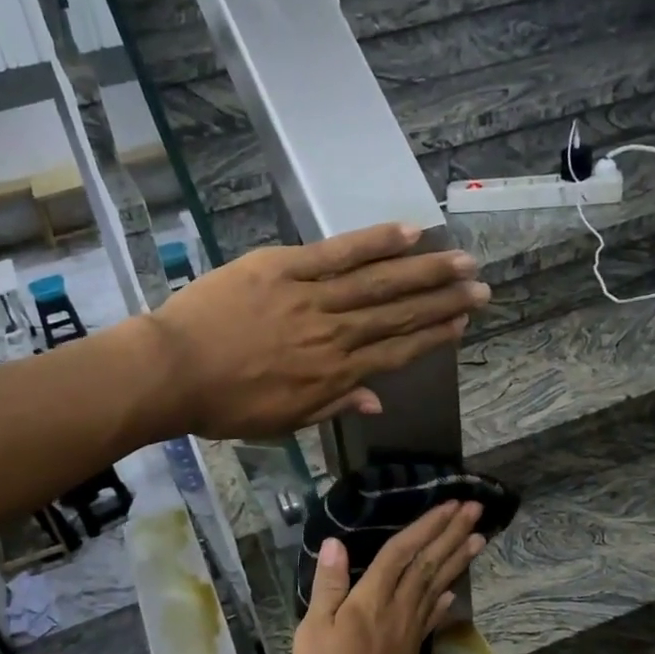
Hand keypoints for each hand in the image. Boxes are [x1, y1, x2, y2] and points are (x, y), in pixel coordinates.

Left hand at [141, 223, 488, 439]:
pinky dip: (374, 241)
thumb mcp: (282, 421)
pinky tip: (408, 231)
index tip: (462, 324)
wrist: (173, 372)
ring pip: (378, 282)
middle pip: (398, 314)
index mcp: (333, 376)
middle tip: (480, 286)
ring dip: (424, 271)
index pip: (395, 353)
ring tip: (460, 259)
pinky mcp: (285, 268)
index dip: (432, 337)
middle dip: (443, 301)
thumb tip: (376, 401)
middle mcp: (334, 335)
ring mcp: (311, 298)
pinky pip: (337, 253)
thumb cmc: (224, 406)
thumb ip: (333, 406)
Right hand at [293, 501, 486, 653]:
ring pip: (437, 585)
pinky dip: (444, 600)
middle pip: (428, 563)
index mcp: (371, 599)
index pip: (402, 552)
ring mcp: (409, 630)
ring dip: (457, 559)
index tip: (450, 503)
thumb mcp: (313, 632)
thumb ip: (328, 587)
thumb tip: (336, 544)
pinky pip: (432, 616)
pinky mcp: (412, 651)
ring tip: (479, 538)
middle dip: (451, 534)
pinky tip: (454, 591)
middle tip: (475, 509)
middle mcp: (398, 608)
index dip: (425, 526)